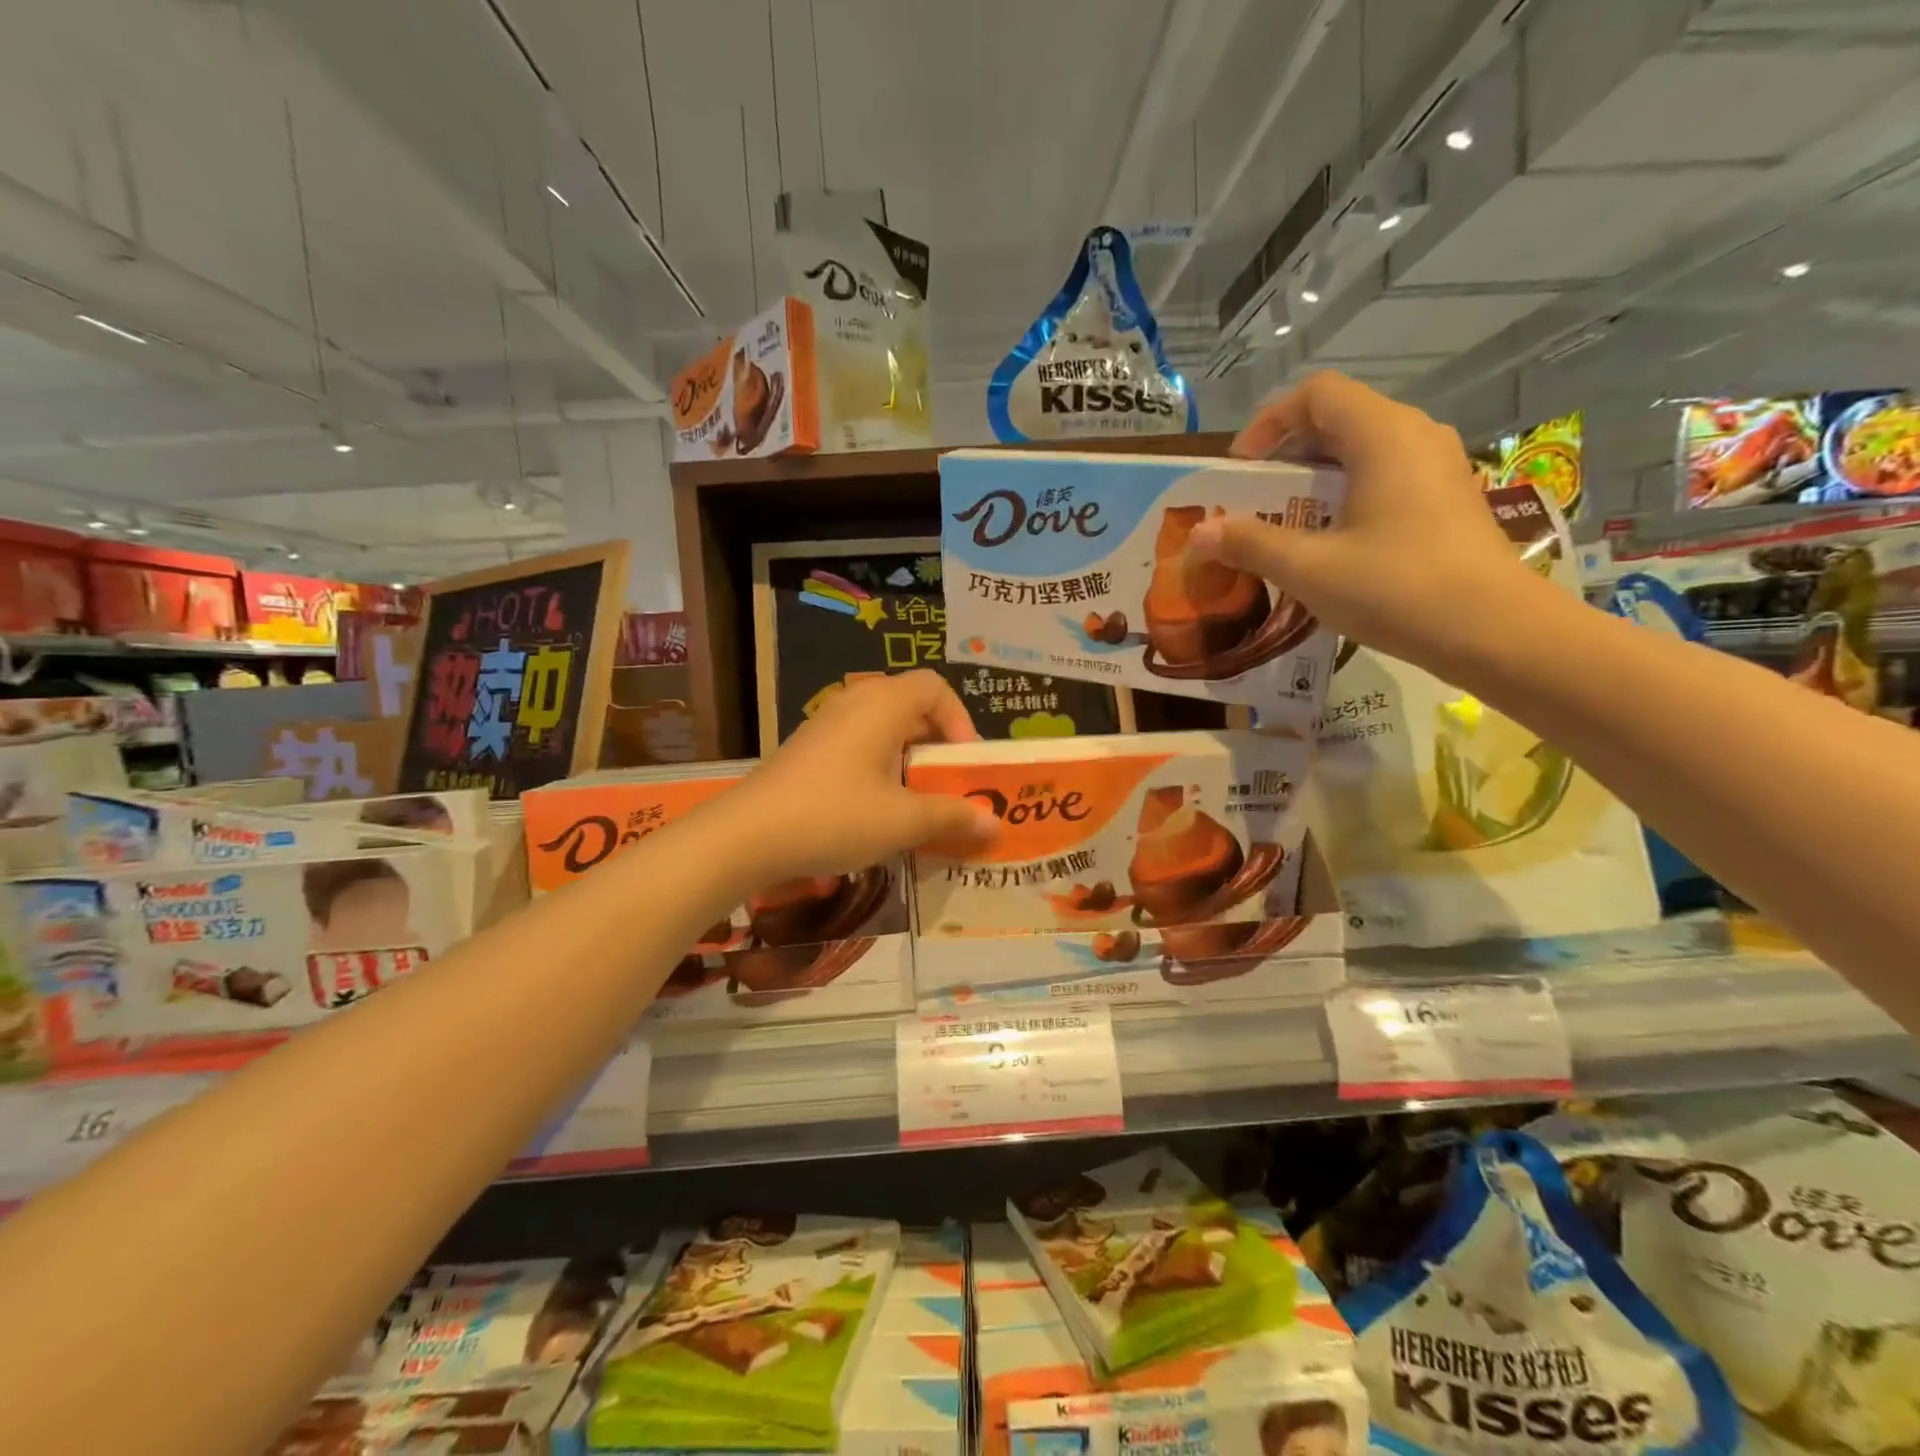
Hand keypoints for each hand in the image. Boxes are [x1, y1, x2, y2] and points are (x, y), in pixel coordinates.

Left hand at [724, 670, 999, 884]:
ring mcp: (826, 725)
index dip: (961, 720)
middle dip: (938, 745)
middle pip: (911, 707)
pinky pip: (859, 746)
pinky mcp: (808, 749)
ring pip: (884, 729)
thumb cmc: (834, 816)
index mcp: (883, 705)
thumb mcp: (902, 821)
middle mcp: (855, 703)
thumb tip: (995, 825)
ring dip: (909, 760)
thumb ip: (953, 817)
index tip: (966, 762)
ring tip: (918, 801)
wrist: (746, 835)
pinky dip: (881, 768)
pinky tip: (877, 810)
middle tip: (950, 785)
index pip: (936, 687)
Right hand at [1185, 372, 1538, 669]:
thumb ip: (1251, 544)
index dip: (1269, 423)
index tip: (1240, 470)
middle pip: (1339, 420)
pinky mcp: (1447, 502)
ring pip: (1362, 452)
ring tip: (1284, 524)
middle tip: (1253, 500)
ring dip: (1314, 480)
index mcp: (1383, 435)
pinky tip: (1330, 545)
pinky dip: (1345, 497)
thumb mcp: (1310, 569)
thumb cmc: (1397, 588)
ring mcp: (1438, 469)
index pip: (1316, 394)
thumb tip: (1199, 533)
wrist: (1496, 633)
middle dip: (1286, 455)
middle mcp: (1415, 437)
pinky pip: (1385, 479)